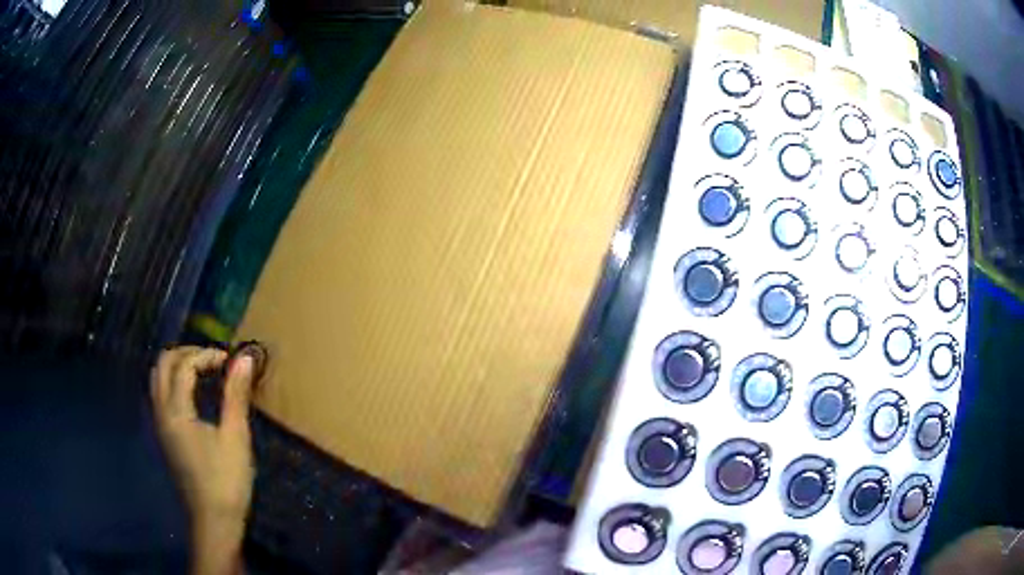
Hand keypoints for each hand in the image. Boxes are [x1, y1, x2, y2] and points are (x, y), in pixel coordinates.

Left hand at [151, 346, 254, 574]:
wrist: (213, 520)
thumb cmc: (226, 481)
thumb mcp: (235, 437)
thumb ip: (236, 395)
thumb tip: (245, 358)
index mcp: (176, 411)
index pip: (184, 365)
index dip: (207, 355)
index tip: (230, 362)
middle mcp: (161, 411)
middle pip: (163, 364)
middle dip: (187, 353)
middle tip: (213, 360)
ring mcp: (159, 424)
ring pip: (158, 378)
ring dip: (177, 366)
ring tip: (203, 372)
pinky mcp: (163, 435)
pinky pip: (160, 394)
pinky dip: (173, 382)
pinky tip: (193, 395)